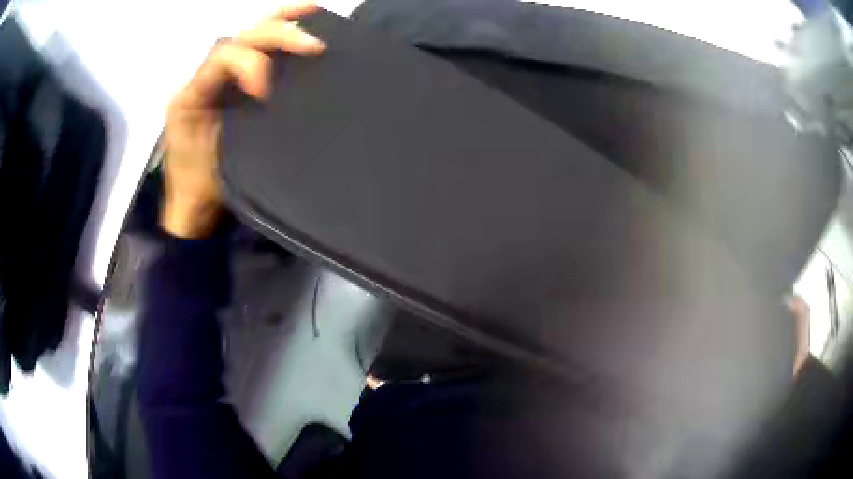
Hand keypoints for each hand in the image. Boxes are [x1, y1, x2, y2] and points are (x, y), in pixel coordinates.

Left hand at [161, 2, 325, 237]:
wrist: (195, 204)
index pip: (225, 56)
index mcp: (195, 90)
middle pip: (242, 38)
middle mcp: (209, 76)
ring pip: (250, 36)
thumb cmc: (199, 184)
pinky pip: (258, 54)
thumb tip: (268, 92)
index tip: (264, 92)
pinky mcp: (239, 87)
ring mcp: (224, 79)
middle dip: (276, 35)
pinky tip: (303, 25)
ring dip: (282, 21)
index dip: (248, 64)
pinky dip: (280, 36)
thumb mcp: (208, 154)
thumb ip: (231, 121)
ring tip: (313, 10)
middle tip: (313, 46)